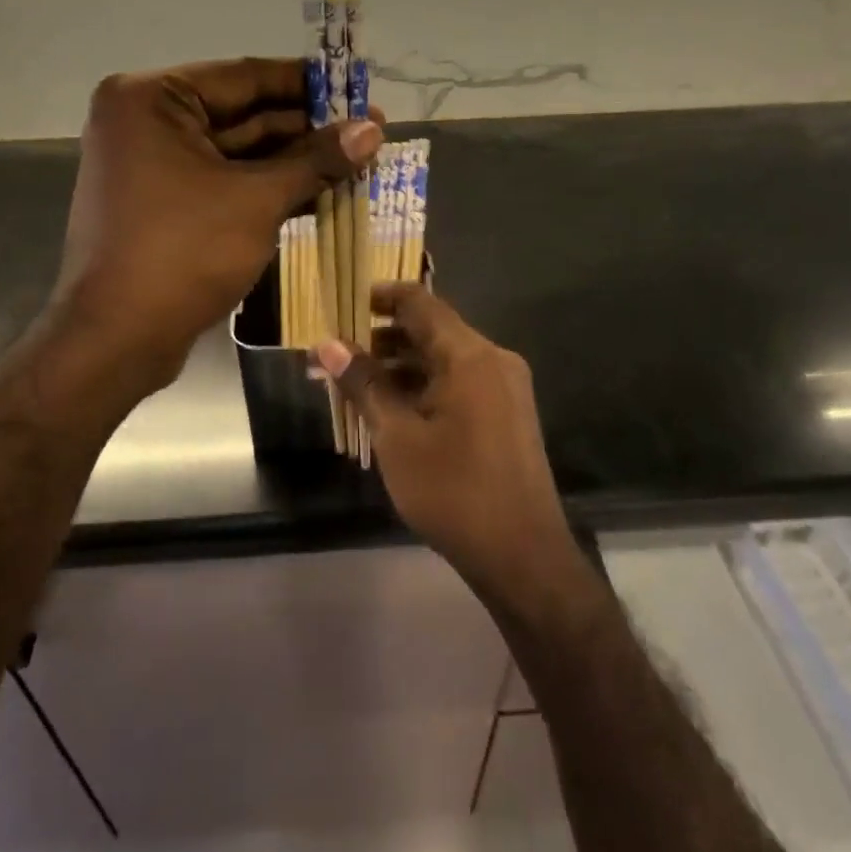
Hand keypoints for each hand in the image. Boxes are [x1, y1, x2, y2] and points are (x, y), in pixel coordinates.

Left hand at [54, 58, 381, 392]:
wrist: (117, 338)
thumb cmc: (183, 253)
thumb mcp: (257, 201)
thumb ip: (316, 160)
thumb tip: (373, 130)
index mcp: (151, 99)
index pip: (245, 77)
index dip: (308, 85)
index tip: (358, 88)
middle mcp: (145, 121)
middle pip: (242, 114)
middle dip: (306, 127)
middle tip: (369, 130)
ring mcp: (151, 164)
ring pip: (236, 152)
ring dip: (293, 159)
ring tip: (356, 160)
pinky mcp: (162, 203)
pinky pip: (223, 181)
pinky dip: (266, 186)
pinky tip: (320, 189)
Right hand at [317, 286, 576, 597]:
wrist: (522, 555)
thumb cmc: (453, 491)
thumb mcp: (397, 437)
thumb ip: (364, 384)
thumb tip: (328, 344)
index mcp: (471, 356)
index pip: (421, 303)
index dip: (381, 297)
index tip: (344, 304)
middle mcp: (494, 361)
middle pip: (432, 332)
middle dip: (382, 340)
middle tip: (337, 357)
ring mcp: (505, 389)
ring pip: (444, 361)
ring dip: (400, 368)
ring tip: (354, 387)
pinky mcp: (507, 416)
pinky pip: (460, 385)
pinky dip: (424, 389)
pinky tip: (391, 411)